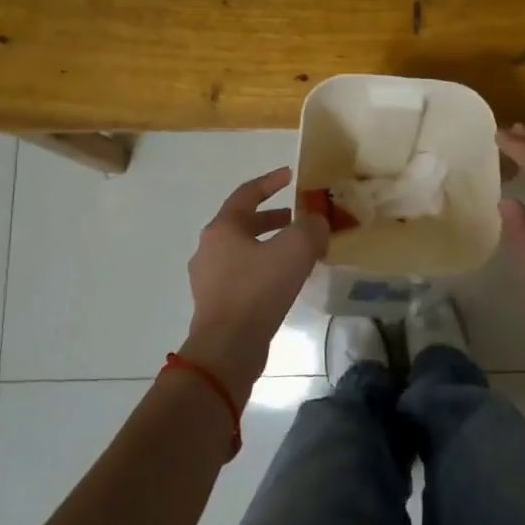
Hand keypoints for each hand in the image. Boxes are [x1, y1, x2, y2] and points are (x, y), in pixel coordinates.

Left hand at [182, 167, 329, 399]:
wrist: (227, 348)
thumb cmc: (258, 290)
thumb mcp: (295, 249)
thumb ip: (310, 227)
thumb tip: (315, 222)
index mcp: (223, 228)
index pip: (247, 193)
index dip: (271, 182)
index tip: (291, 176)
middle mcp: (210, 249)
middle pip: (244, 223)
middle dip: (273, 217)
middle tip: (298, 218)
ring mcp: (209, 279)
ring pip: (244, 251)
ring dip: (270, 245)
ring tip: (298, 253)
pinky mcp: (216, 304)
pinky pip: (243, 275)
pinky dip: (264, 269)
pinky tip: (285, 282)